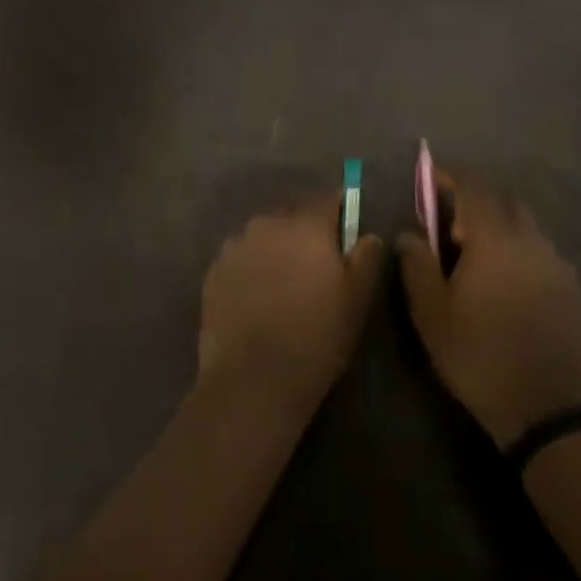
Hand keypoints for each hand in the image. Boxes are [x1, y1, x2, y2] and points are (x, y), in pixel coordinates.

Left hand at [198, 194, 385, 421]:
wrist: (252, 380)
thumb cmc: (316, 337)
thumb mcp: (357, 300)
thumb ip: (367, 258)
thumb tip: (367, 235)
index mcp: (305, 224)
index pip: (328, 200)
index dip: (340, 213)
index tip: (346, 235)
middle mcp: (266, 224)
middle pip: (293, 217)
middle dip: (306, 234)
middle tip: (317, 269)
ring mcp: (235, 246)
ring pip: (264, 237)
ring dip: (276, 251)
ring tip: (284, 288)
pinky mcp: (213, 272)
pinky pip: (241, 260)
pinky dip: (251, 271)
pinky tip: (258, 301)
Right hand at [398, 171, 580, 447]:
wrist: (552, 412)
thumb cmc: (481, 358)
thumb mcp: (432, 314)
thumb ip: (416, 265)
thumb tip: (408, 233)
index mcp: (495, 239)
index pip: (473, 187)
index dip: (449, 176)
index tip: (428, 176)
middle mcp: (530, 240)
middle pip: (503, 199)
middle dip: (474, 198)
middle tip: (447, 222)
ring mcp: (555, 263)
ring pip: (524, 223)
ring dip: (496, 223)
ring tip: (472, 254)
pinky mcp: (570, 287)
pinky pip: (538, 248)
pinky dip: (516, 246)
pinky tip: (502, 279)